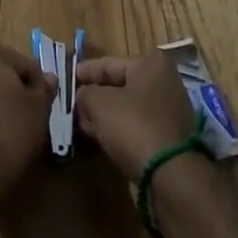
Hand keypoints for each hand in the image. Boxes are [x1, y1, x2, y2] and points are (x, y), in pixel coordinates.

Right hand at [73, 49, 198, 175]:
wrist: (169, 173)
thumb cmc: (133, 126)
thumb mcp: (99, 103)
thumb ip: (85, 93)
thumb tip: (83, 96)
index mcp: (150, 65)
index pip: (108, 63)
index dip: (85, 71)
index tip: (67, 78)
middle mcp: (163, 83)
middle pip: (119, 85)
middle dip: (94, 95)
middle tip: (72, 104)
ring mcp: (168, 110)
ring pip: (126, 107)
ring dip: (104, 114)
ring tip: (81, 122)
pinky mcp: (168, 136)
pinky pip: (135, 125)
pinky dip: (117, 128)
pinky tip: (98, 136)